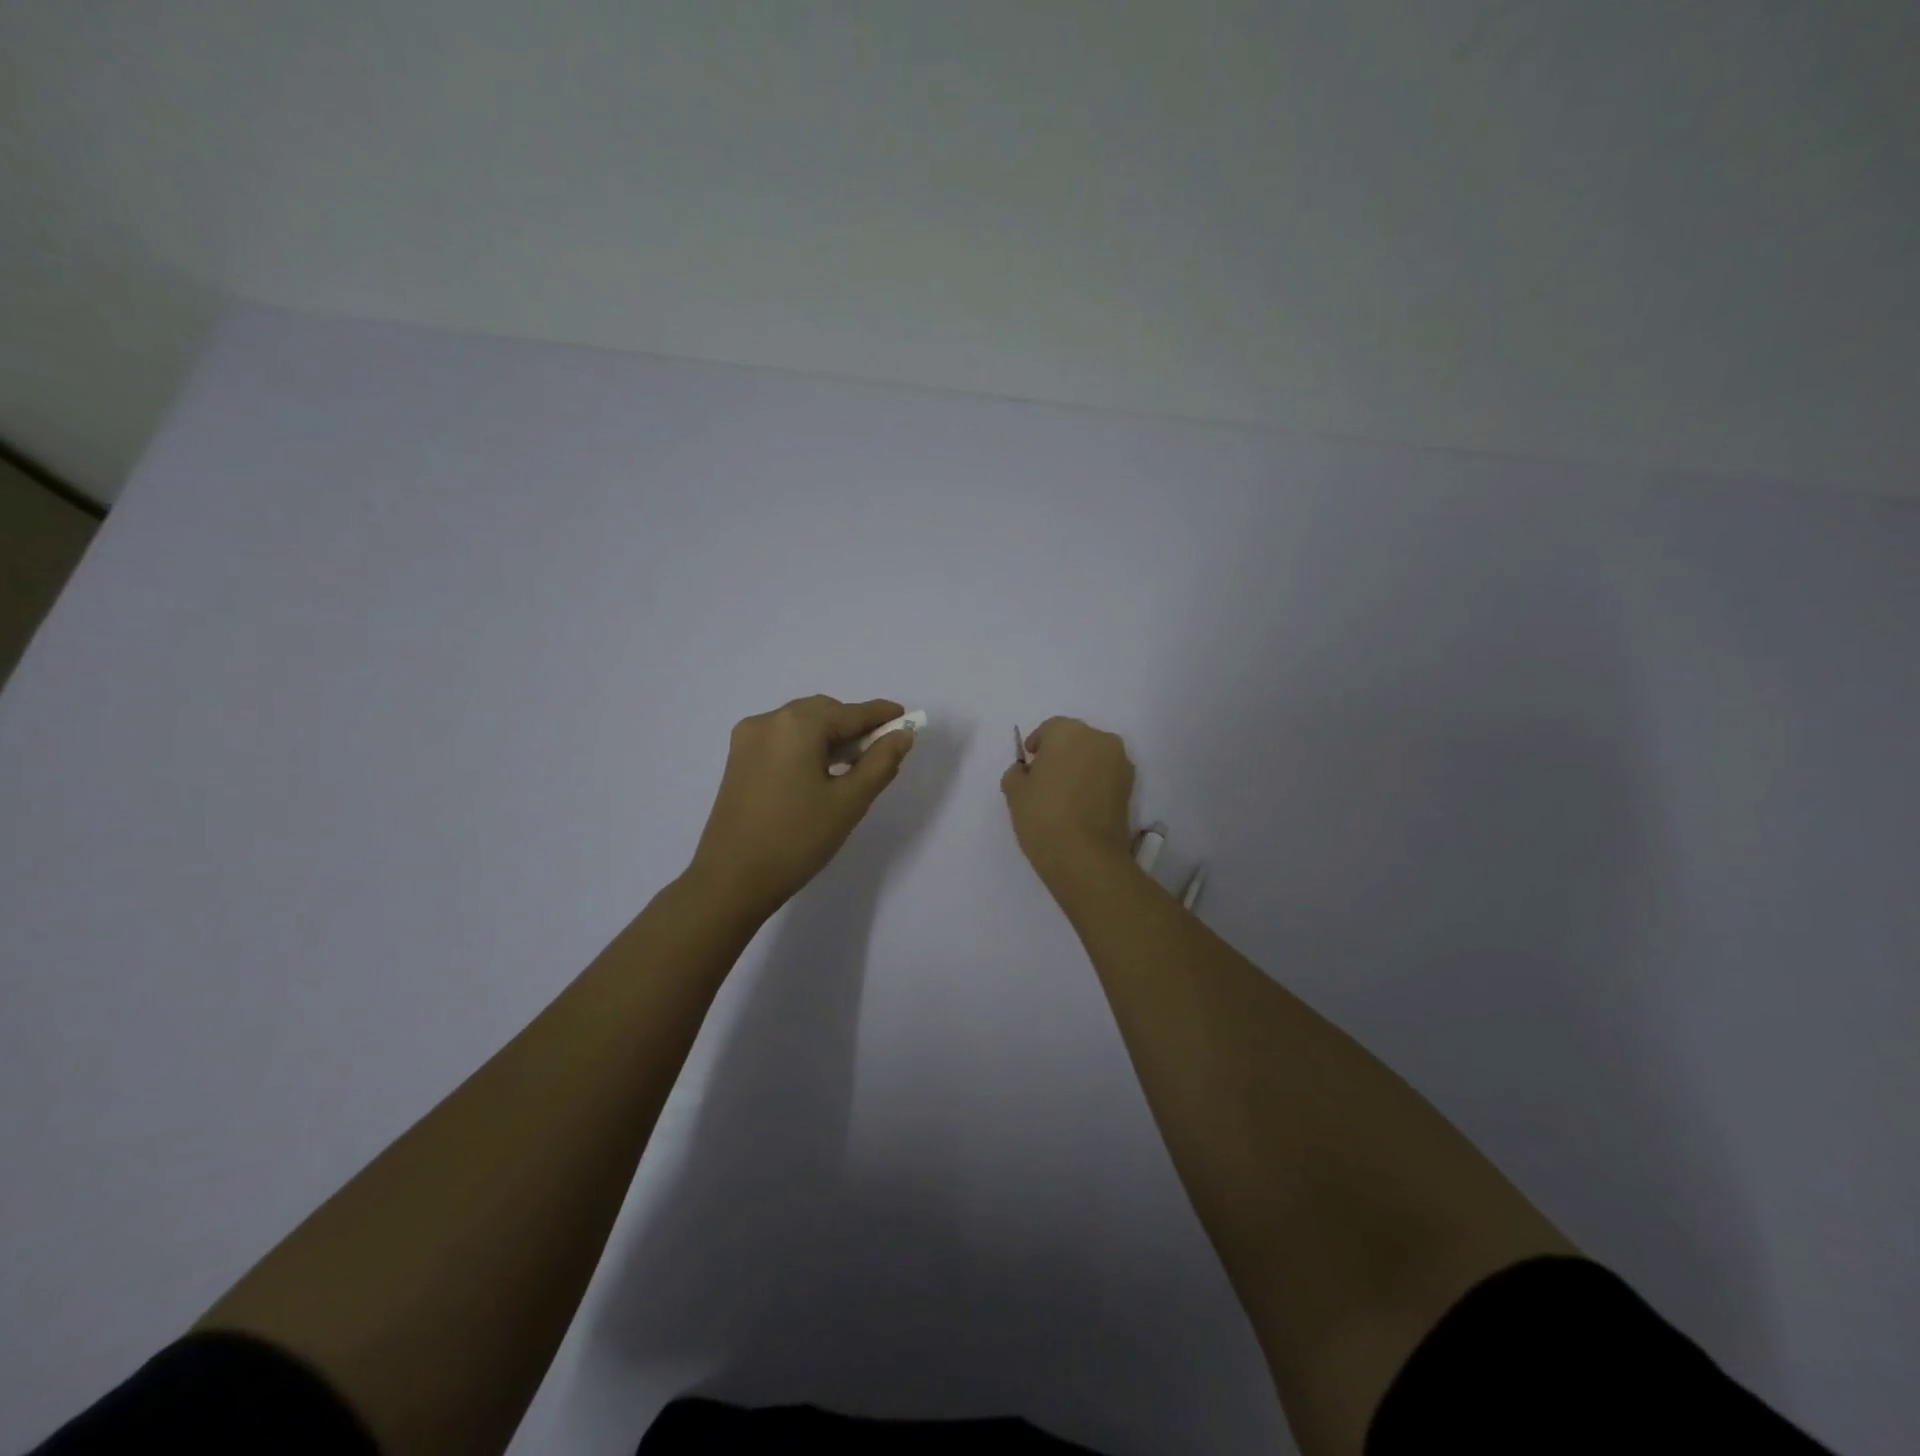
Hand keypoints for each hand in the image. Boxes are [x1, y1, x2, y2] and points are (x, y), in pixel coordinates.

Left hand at [687, 696, 916, 920]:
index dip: (881, 715)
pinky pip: (782, 739)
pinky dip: (806, 745)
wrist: (731, 880)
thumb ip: (880, 762)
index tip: (906, 717)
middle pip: (823, 712)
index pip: (851, 712)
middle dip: (854, 725)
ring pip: (801, 724)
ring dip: (829, 735)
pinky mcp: (738, 760)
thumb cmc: (797, 839)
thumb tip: (902, 735)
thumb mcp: (849, 802)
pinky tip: (820, 771)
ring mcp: (748, 739)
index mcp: (797, 725)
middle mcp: (769, 720)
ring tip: (853, 764)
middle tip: (881, 749)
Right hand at [1000, 717, 1136, 889]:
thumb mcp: (1014, 793)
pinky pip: (1106, 775)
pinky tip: (1080, 805)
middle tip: (1045, 780)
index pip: (1049, 730)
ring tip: (1064, 795)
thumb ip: (1016, 773)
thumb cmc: (1044, 817)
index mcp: (1068, 732)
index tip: (1028, 767)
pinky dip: (1094, 783)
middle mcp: (1099, 739)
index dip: (1036, 747)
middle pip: (1074, 739)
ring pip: (1093, 756)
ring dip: (1079, 767)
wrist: (1086, 857)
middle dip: (1060, 754)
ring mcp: (1120, 762)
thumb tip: (1025, 772)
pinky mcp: (1131, 787)